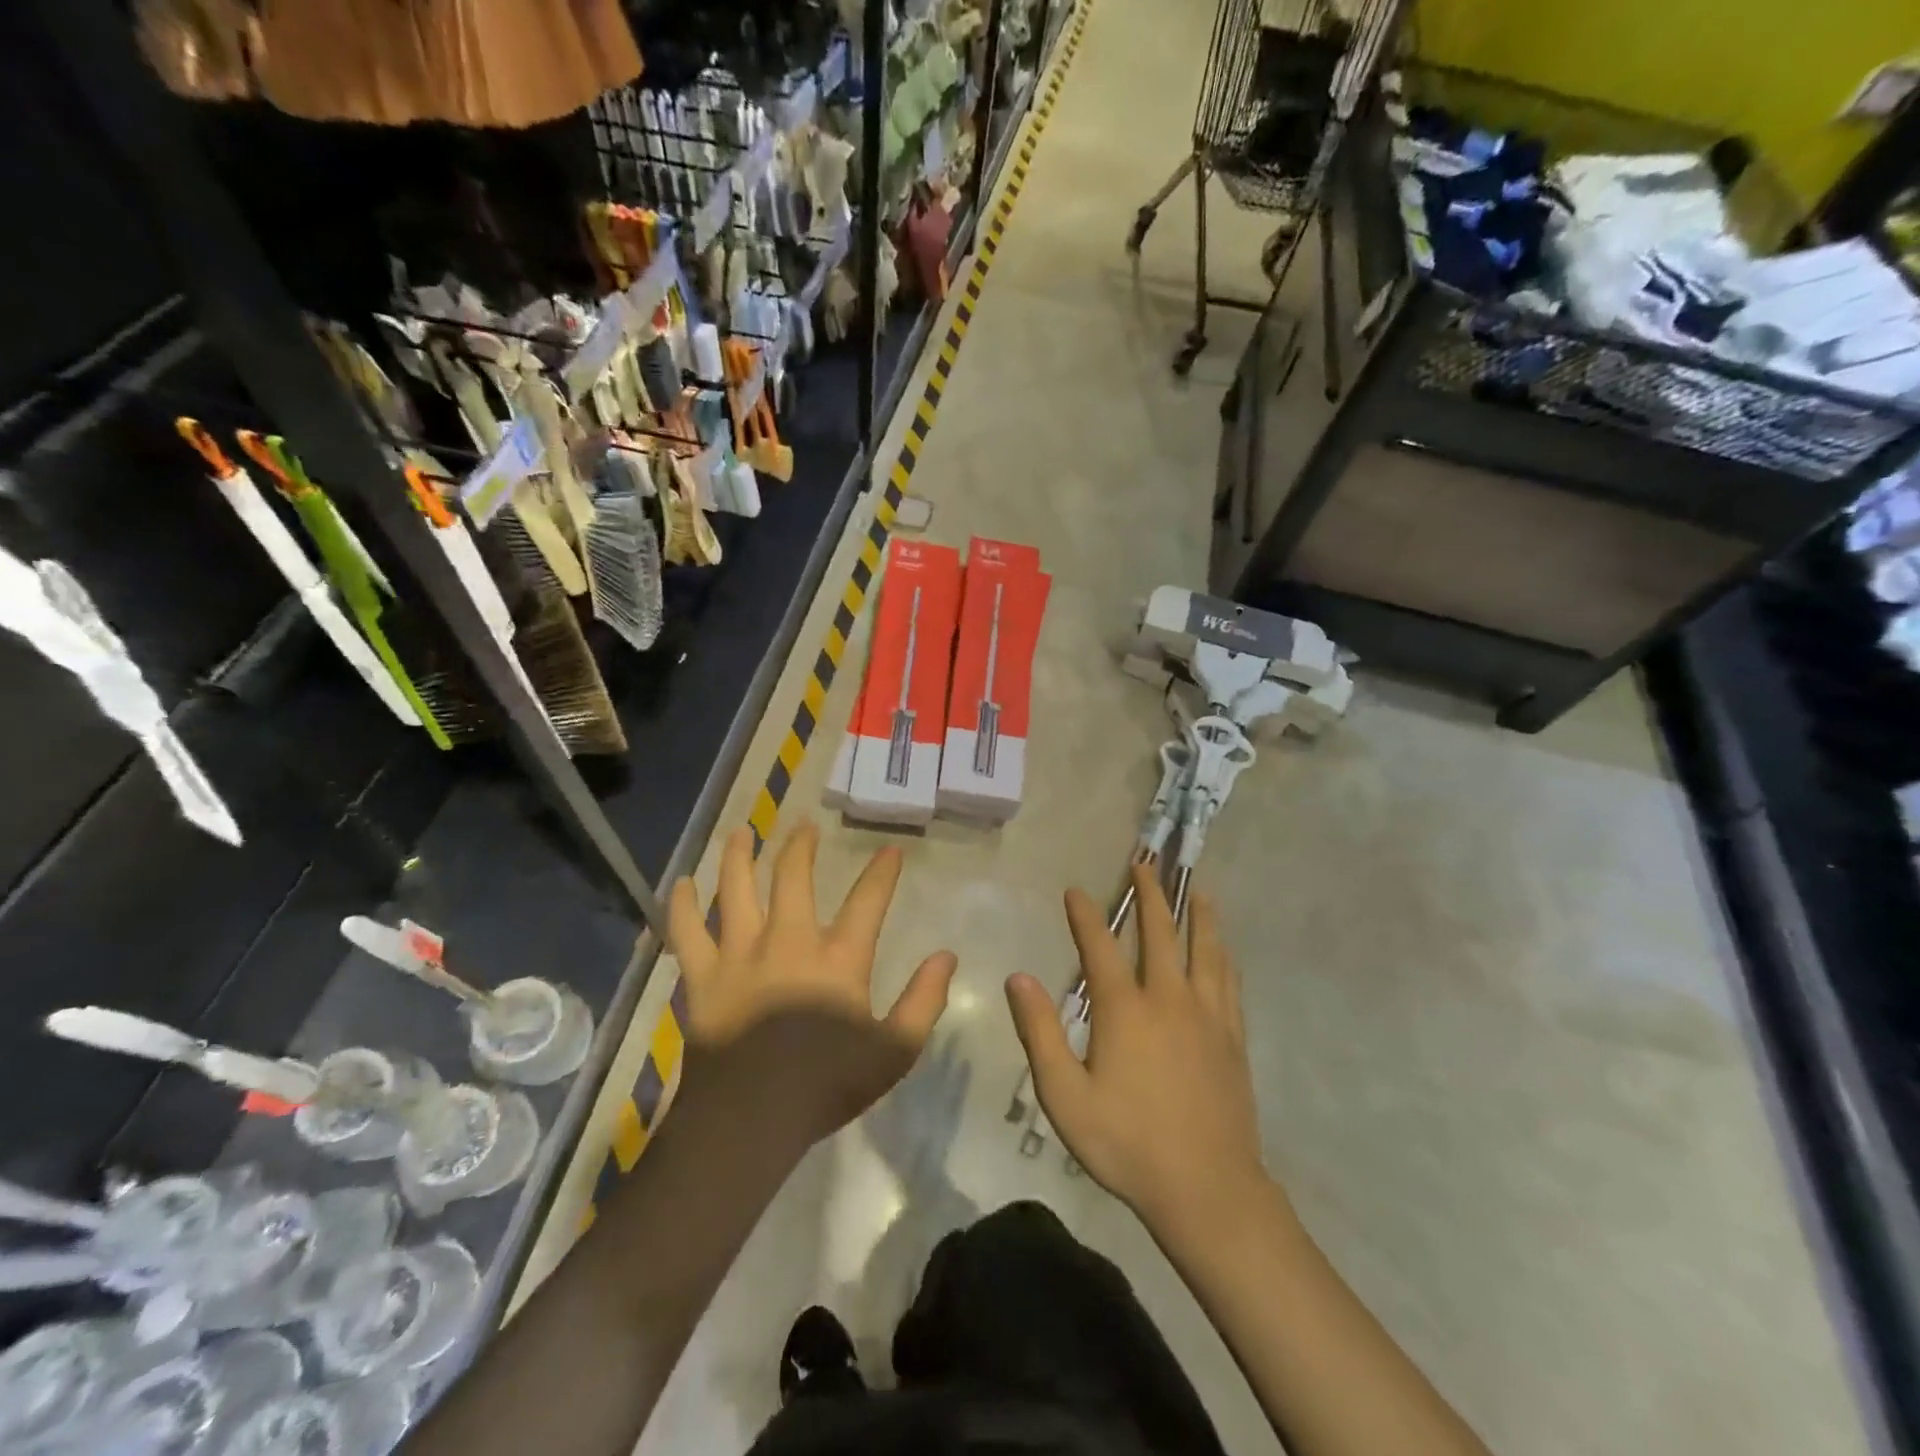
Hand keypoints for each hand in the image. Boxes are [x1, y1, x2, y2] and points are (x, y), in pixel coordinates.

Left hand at [668, 822, 957, 1144]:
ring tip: (742, 832)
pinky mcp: (702, 976)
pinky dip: (682, 906)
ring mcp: (740, 954)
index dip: (882, 872)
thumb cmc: (826, 1086)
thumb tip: (946, 956)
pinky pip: (687, 931)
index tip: (890, 851)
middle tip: (804, 825)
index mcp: (837, 958)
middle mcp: (788, 940)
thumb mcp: (894, 1051)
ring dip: (739, 856)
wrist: (749, 1121)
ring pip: (736, 888)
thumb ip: (924, 1001)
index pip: (868, 900)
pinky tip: (681, 885)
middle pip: (793, 877)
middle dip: (801, 846)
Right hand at [1006, 864, 1267, 1236]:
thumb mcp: (1064, 1096)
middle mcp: (1168, 998)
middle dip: (1150, 894)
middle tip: (1145, 863)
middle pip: (1160, 932)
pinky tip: (1223, 949)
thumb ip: (1040, 1033)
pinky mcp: (1232, 1037)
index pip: (1100, 946)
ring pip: (1204, 949)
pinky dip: (1223, 954)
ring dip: (1197, 913)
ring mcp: (1207, 1016)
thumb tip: (1018, 978)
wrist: (1207, 1189)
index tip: (1074, 890)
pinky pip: (1228, 980)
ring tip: (1196, 887)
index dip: (1085, 914)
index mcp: (1125, 1010)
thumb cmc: (1127, 1144)